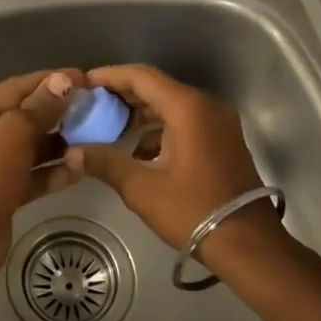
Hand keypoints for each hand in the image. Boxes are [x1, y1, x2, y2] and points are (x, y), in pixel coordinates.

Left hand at [0, 69, 82, 276]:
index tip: (85, 78)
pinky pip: (32, 174)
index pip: (15, 88)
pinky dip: (54, 171)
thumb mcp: (12, 134)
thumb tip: (63, 80)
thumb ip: (39, 108)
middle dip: (59, 114)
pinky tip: (81, 167)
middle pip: (24, 116)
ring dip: (60, 144)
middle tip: (96, 108)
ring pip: (31, 147)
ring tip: (95, 137)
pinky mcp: (3, 190)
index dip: (50, 82)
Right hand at [62, 64, 266, 248]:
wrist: (248, 244)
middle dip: (122, 94)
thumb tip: (73, 152)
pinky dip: (159, 128)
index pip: (142, 77)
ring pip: (171, 104)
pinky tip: (138, 151)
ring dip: (141, 113)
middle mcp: (206, 106)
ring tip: (109, 127)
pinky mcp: (222, 139)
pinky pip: (185, 120)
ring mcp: (218, 122)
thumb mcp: (142, 188)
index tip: (84, 83)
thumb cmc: (193, 211)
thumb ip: (105, 163)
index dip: (110, 76)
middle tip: (91, 105)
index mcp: (187, 108)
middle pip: (157, 87)